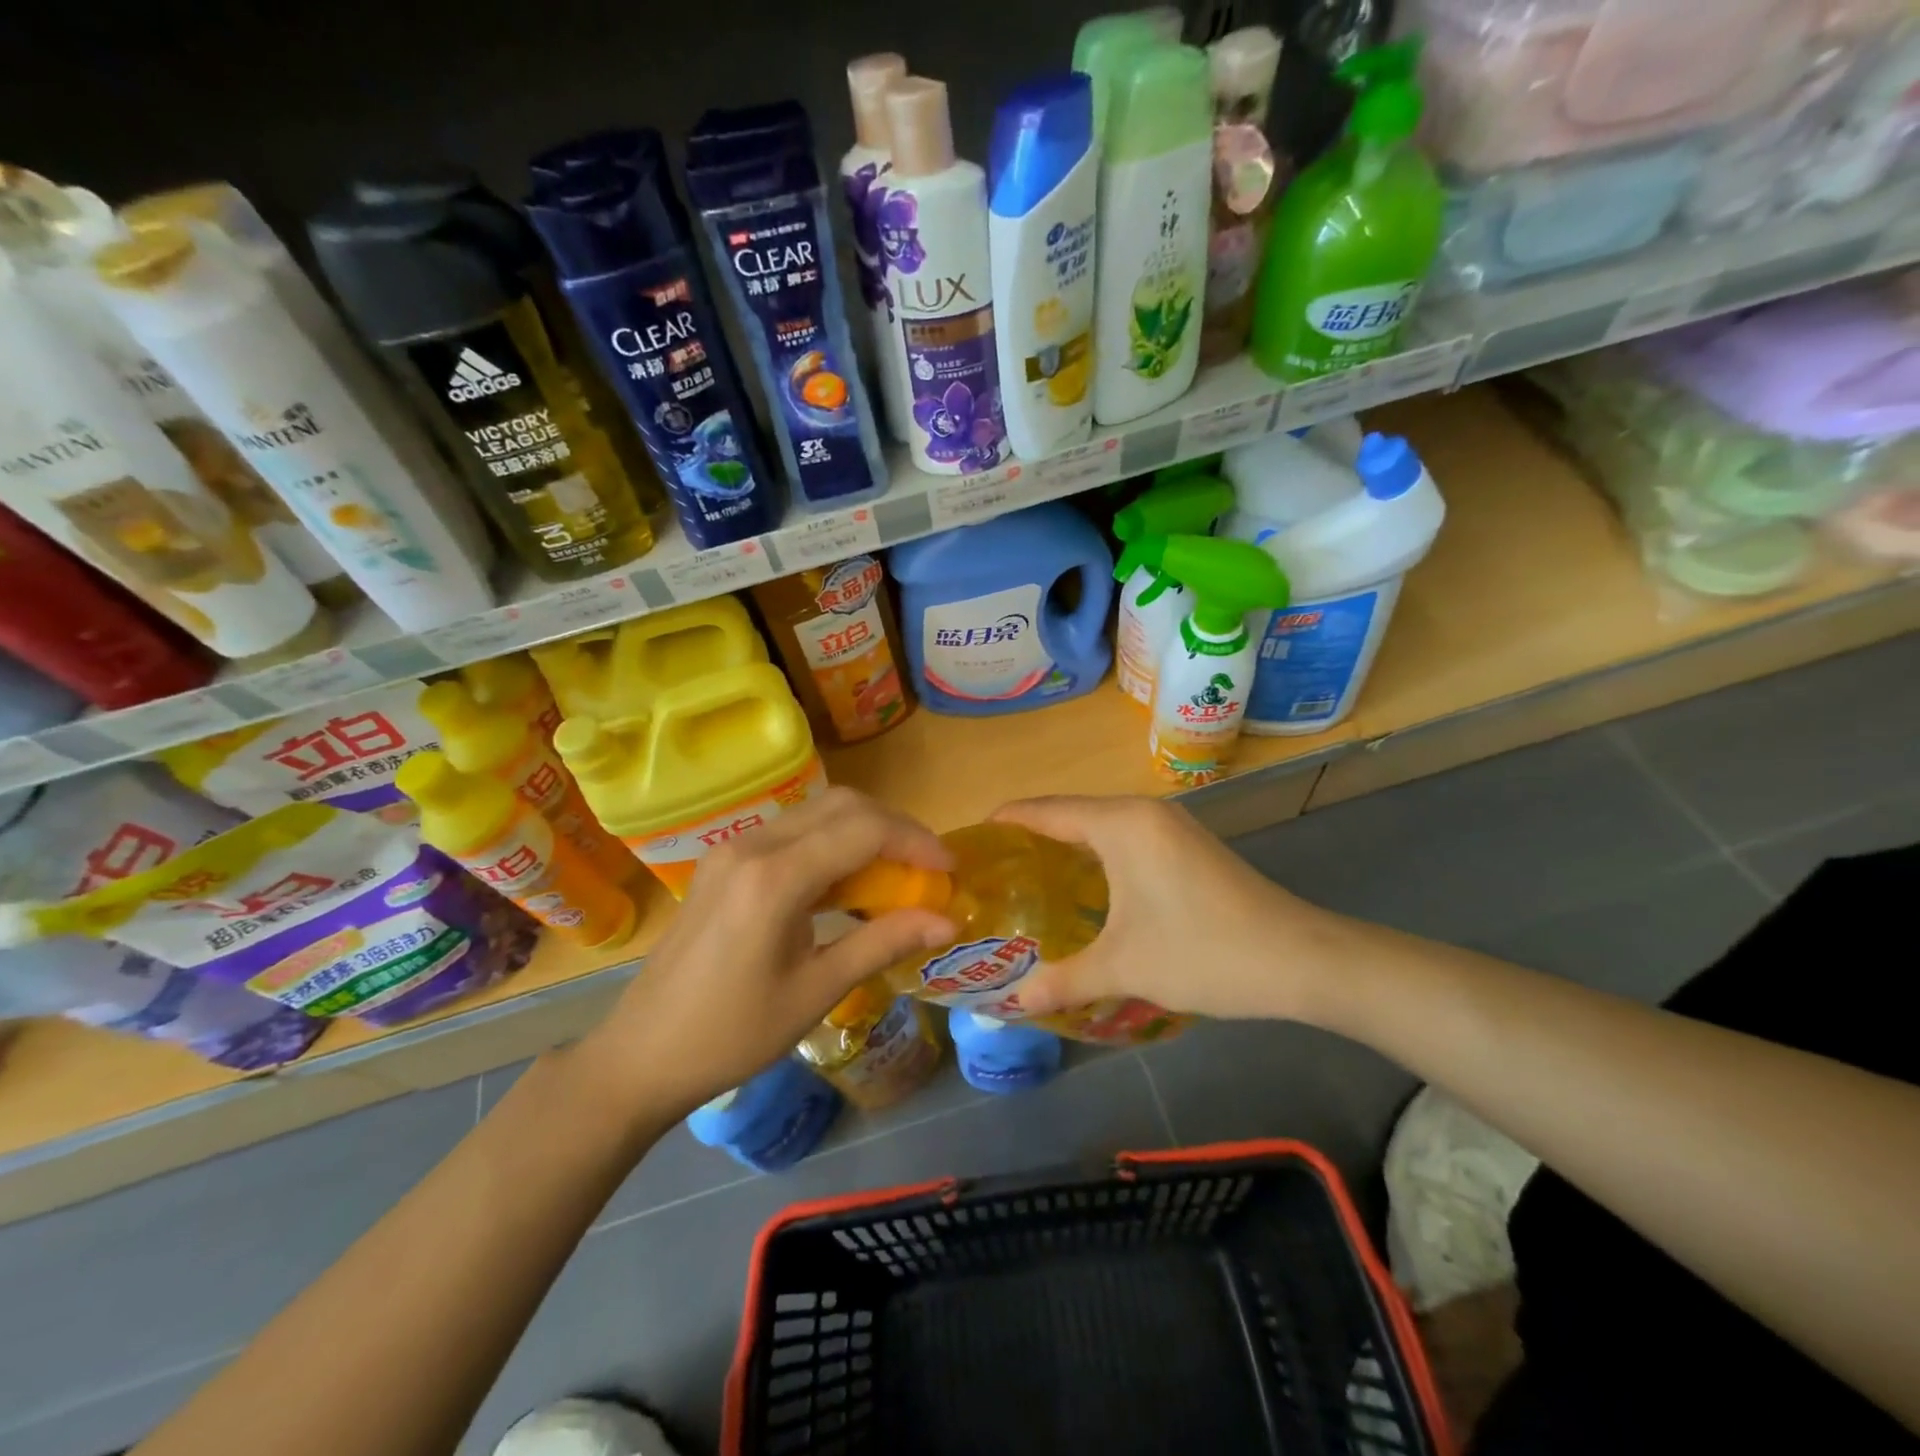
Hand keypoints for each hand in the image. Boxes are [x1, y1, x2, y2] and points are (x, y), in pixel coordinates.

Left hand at [584, 788, 956, 1121]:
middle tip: (928, 866)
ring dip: (866, 831)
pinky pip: (794, 831)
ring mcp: (734, 848)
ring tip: (899, 873)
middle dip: (896, 827)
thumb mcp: (816, 992)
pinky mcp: (726, 860)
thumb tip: (948, 920)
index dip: (916, 841)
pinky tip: (849, 881)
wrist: (641, 1054)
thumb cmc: (732, 1035)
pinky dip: (834, 843)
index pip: (864, 829)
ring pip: (818, 811)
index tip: (950, 869)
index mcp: (774, 878)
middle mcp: (753, 845)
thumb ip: (883, 943)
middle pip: (843, 804)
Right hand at [990, 795, 1346, 1023]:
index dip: (1006, 821)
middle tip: (993, 871)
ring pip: (1101, 826)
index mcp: (1120, 824)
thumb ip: (1062, 980)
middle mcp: (1143, 812)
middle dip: (1031, 837)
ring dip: (1066, 847)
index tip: (970, 840)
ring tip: (1028, 881)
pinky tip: (1084, 891)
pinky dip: (1097, 856)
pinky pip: (1126, 839)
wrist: (1300, 959)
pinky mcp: (1188, 846)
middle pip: (1071, 813)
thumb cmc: (1202, 951)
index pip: (1045, 810)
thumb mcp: (1124, 967)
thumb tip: (1012, 1004)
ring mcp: (1171, 827)